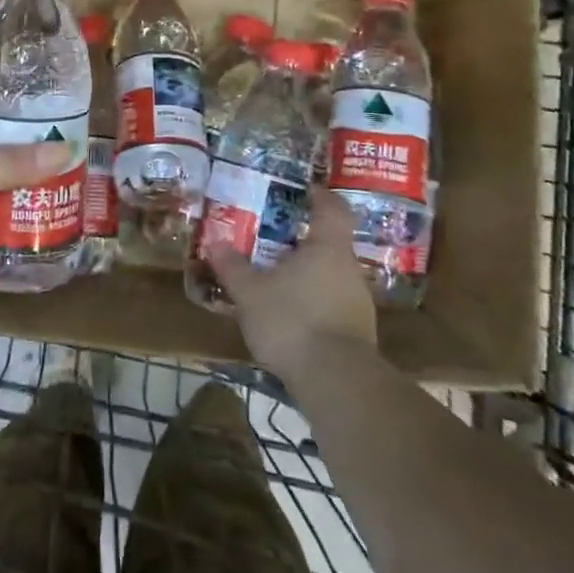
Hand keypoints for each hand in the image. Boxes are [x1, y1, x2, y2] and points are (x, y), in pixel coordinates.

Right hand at [212, 188, 377, 383]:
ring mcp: (358, 304)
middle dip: (306, 241)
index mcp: (328, 248)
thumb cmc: (293, 321)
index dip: (321, 196)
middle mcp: (349, 270)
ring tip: (280, 280)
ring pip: (332, 277)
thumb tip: (215, 243)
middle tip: (277, 239)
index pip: (333, 209)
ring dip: (309, 275)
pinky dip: (315, 303)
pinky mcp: (358, 335)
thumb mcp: (251, 293)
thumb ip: (233, 267)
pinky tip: (293, 317)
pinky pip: (333, 305)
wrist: (337, 383)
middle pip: (331, 244)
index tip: (307, 189)